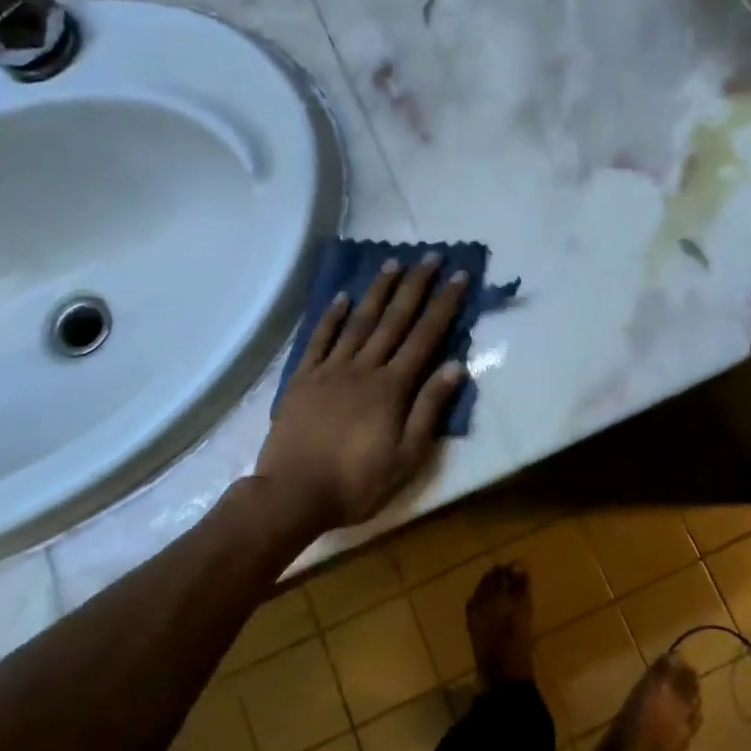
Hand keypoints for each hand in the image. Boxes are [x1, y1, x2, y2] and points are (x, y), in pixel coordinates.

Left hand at [256, 253, 470, 534]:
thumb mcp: (406, 457)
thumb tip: (456, 366)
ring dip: (377, 291)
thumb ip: (429, 409)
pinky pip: (319, 339)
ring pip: (358, 322)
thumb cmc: (356, 482)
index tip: (458, 276)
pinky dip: (331, 316)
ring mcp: (330, 370)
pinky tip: (342, 297)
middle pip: (394, 320)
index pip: (425, 337)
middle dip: (415, 286)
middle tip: (429, 256)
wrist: (292, 494)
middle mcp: (363, 368)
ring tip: (392, 263)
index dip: (443, 305)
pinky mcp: (302, 379)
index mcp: (392, 388)